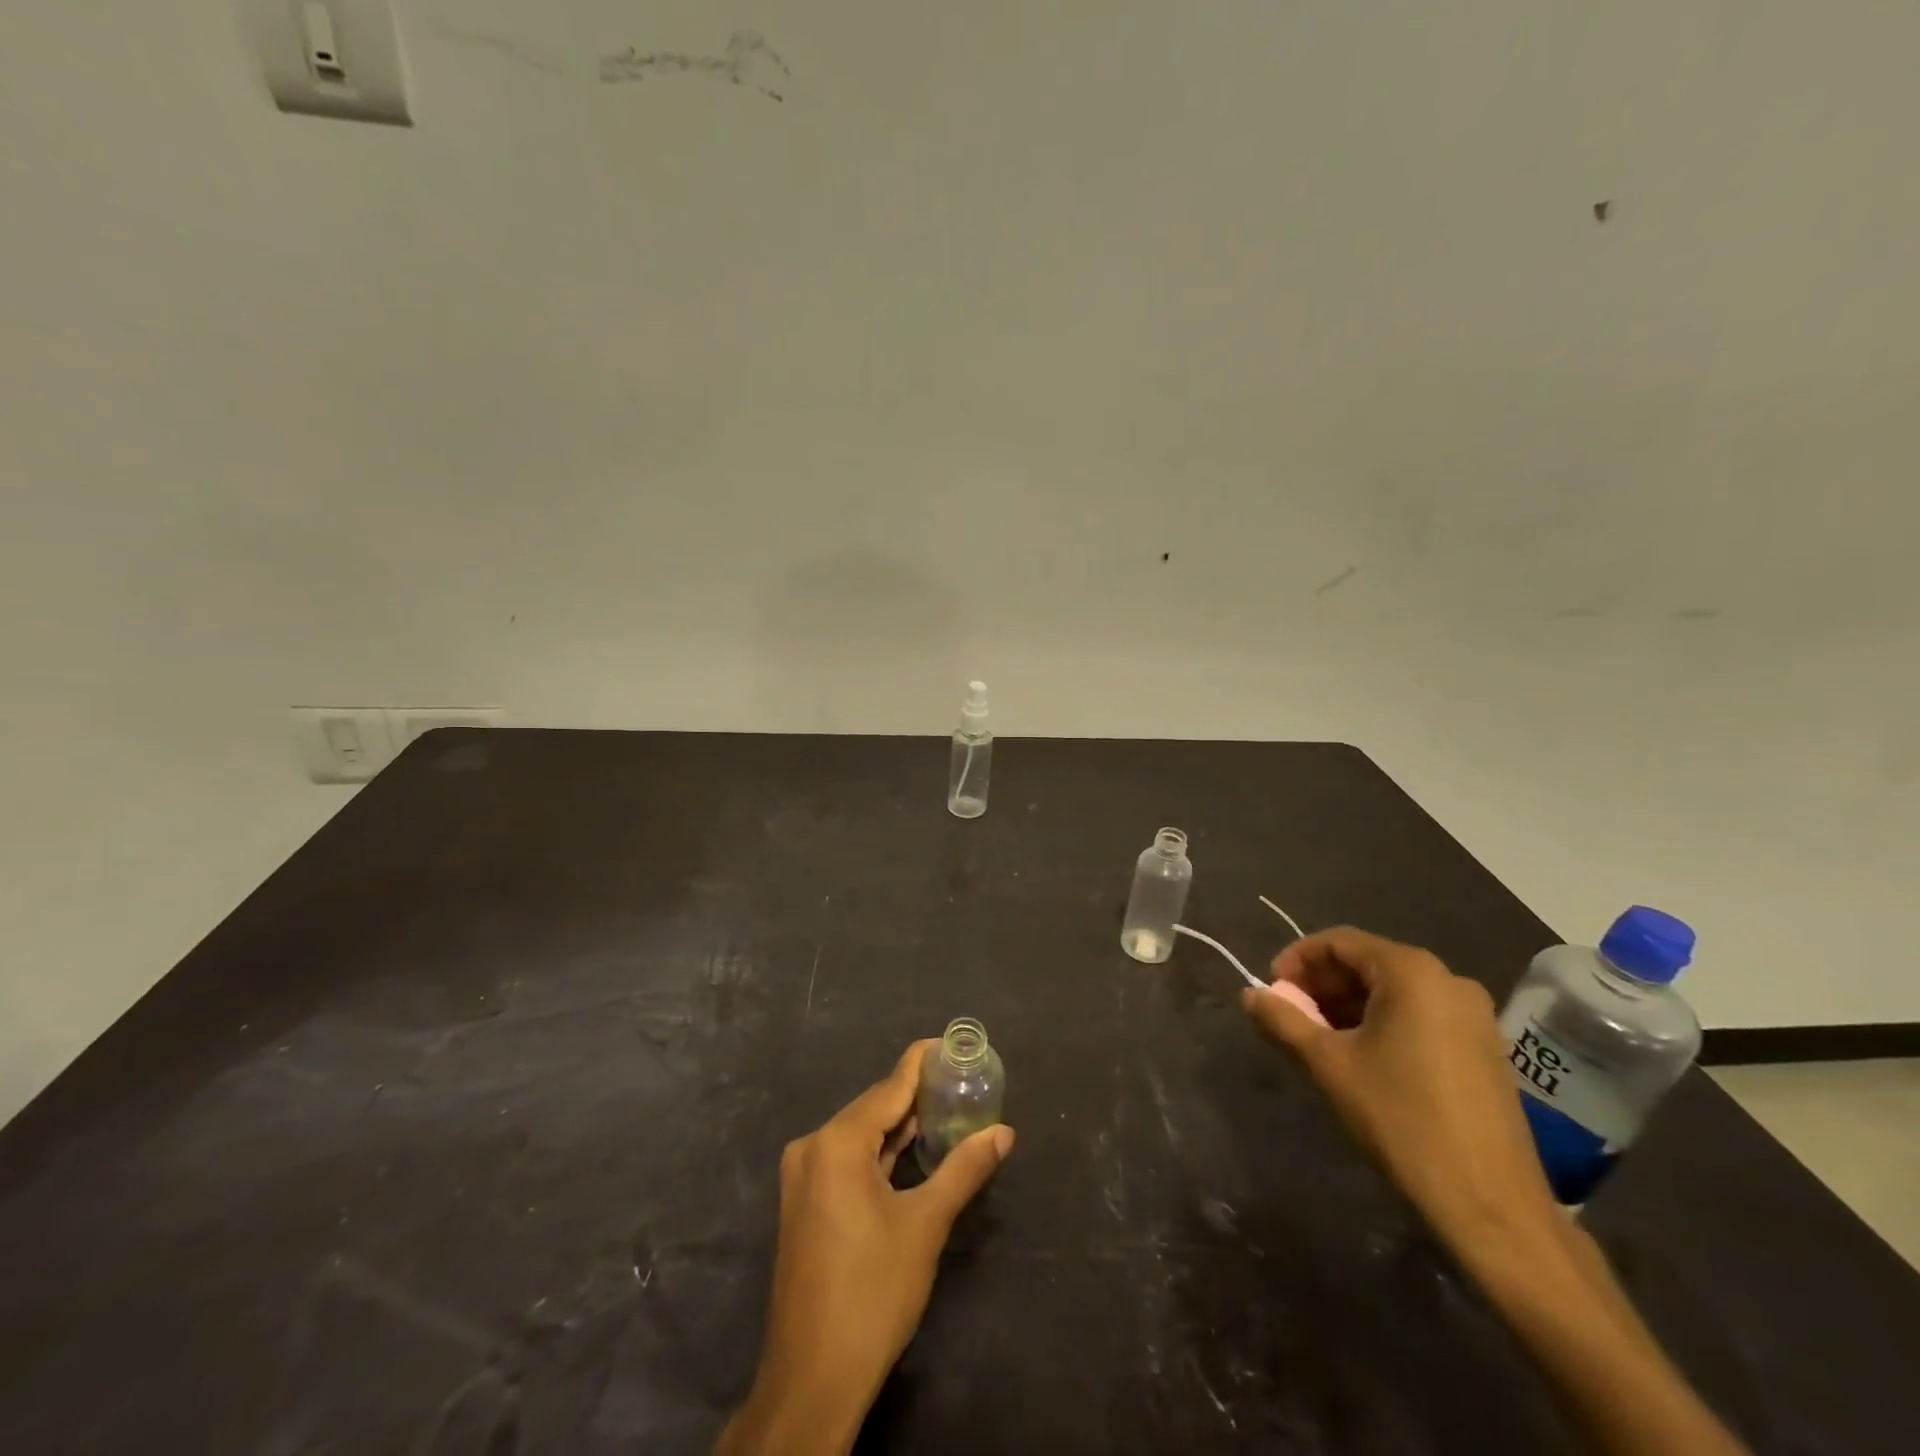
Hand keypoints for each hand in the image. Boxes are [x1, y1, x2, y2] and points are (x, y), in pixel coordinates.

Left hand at [716, 1041, 1015, 1455]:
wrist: (812, 1378)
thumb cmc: (872, 1293)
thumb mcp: (925, 1225)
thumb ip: (964, 1170)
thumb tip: (1004, 1132)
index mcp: (837, 1142)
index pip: (889, 1087)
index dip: (921, 1063)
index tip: (950, 1045)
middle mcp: (812, 1146)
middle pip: (873, 1108)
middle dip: (915, 1096)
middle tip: (959, 1083)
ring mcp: (803, 1176)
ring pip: (859, 1134)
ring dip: (898, 1126)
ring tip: (943, 1110)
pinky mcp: (804, 1201)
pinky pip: (846, 1158)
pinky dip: (879, 1152)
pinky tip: (909, 1151)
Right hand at [1240, 926, 1556, 1248]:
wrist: (1490, 1204)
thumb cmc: (1400, 1119)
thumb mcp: (1327, 1064)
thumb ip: (1282, 1021)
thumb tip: (1248, 994)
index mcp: (1412, 972)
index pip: (1339, 942)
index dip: (1297, 959)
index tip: (1271, 989)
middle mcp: (1448, 980)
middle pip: (1368, 963)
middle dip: (1321, 985)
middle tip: (1290, 1017)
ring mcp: (1474, 1015)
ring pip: (1393, 991)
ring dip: (1348, 1006)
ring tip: (1317, 1040)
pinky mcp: (1484, 1048)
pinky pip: (1419, 1015)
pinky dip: (1381, 1023)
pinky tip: (1361, 1057)